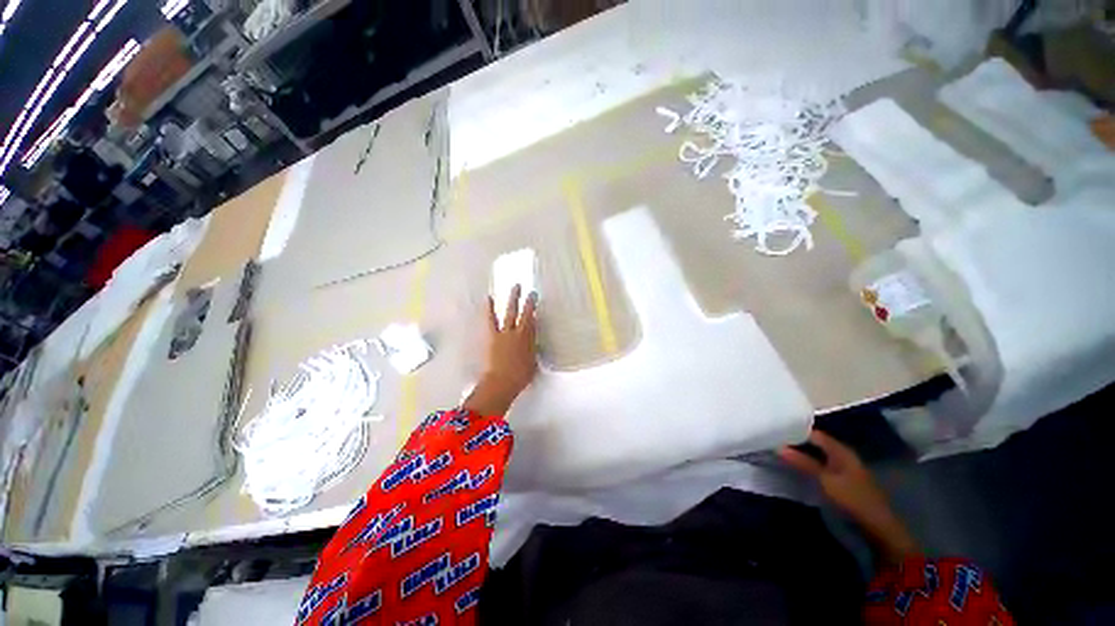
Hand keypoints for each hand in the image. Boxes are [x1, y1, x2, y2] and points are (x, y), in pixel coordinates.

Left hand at [463, 285, 537, 415]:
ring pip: (510, 312)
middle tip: (529, 290)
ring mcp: (505, 333)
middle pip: (524, 313)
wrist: (502, 382)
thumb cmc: (520, 376)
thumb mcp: (533, 363)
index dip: (534, 308)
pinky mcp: (493, 336)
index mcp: (529, 339)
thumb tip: (534, 343)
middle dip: (527, 301)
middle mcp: (518, 333)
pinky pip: (491, 320)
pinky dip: (489, 309)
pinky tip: (488, 298)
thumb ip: (533, 350)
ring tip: (515, 287)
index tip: (535, 299)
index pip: (533, 320)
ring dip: (513, 299)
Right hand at [779, 430, 917, 564]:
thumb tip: (779, 447)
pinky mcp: (843, 479)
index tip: (776, 430)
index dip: (796, 430)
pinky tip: (798, 467)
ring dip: (803, 454)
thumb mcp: (825, 480)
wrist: (878, 526)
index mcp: (841, 450)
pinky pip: (822, 465)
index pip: (814, 433)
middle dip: (797, 442)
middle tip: (775, 441)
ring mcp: (844, 467)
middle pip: (816, 443)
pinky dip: (810, 464)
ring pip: (818, 455)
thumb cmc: (853, 498)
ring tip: (781, 452)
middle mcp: (843, 454)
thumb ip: (803, 462)